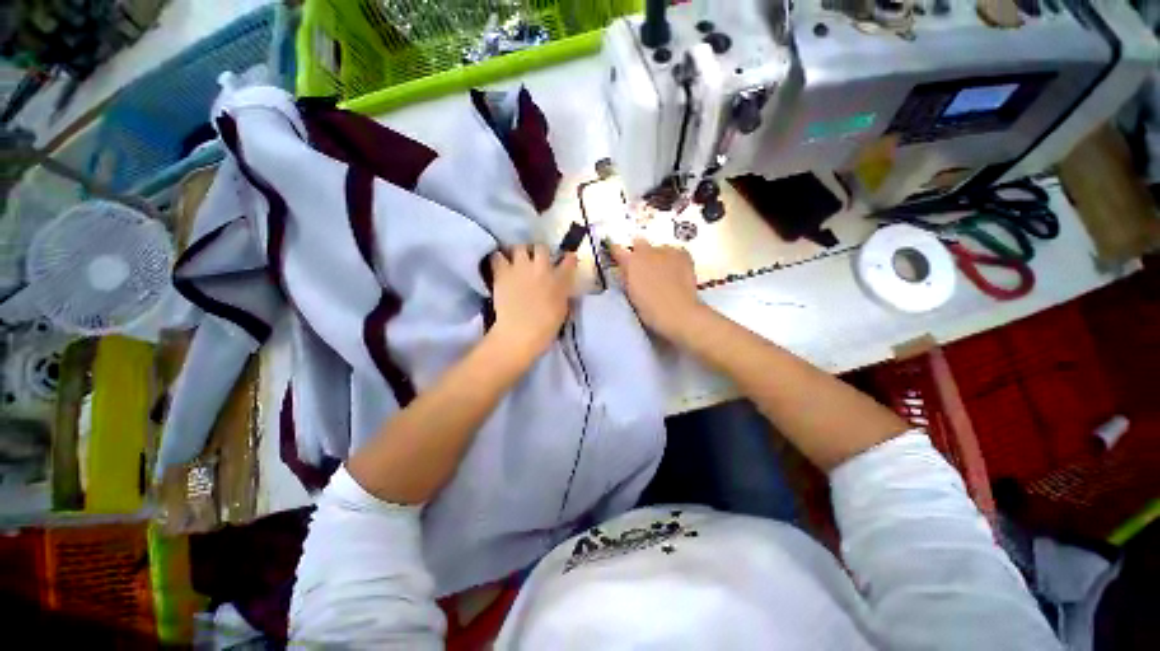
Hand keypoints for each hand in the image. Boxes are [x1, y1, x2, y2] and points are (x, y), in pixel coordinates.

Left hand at [489, 245, 576, 362]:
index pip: (569, 261)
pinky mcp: (502, 273)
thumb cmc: (546, 327)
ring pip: (519, 247)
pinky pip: (497, 257)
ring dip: (519, 252)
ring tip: (516, 260)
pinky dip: (498, 259)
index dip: (568, 258)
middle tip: (536, 259)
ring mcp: (521, 268)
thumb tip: (560, 286)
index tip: (567, 259)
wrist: (520, 333)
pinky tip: (499, 265)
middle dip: (539, 251)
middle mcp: (541, 268)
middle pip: (541, 247)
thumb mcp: (562, 309)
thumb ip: (562, 293)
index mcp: (559, 279)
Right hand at [611, 239, 705, 342]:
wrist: (679, 312)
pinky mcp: (683, 254)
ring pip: (659, 246)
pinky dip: (674, 257)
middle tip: (643, 266)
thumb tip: (625, 270)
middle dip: (639, 251)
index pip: (617, 249)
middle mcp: (647, 251)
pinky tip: (676, 269)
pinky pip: (675, 251)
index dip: (617, 252)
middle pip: (639, 242)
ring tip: (663, 270)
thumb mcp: (631, 293)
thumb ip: (626, 277)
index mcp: (630, 262)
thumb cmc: (650, 309)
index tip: (618, 256)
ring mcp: (666, 251)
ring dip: (658, 255)